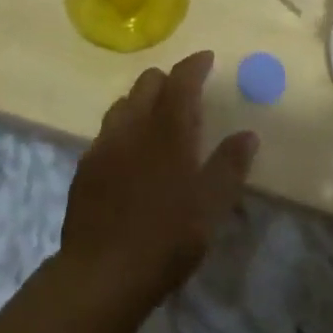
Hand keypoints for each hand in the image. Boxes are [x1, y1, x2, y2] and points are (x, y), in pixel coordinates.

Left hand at [59, 51, 257, 306]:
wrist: (100, 274)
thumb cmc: (165, 238)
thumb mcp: (210, 207)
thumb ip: (229, 166)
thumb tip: (248, 134)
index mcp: (167, 128)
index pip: (181, 79)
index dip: (195, 64)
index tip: (207, 58)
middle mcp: (133, 124)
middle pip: (148, 82)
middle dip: (168, 80)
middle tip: (186, 95)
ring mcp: (104, 143)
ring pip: (124, 103)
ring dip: (143, 101)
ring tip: (157, 121)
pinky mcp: (85, 166)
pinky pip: (107, 131)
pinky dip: (123, 128)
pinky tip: (129, 154)